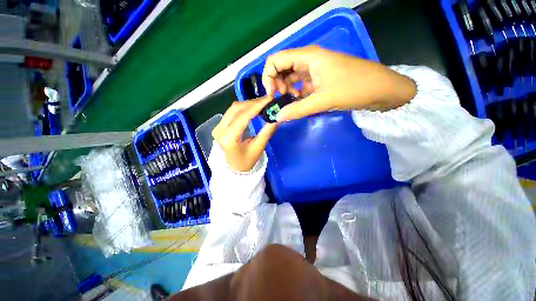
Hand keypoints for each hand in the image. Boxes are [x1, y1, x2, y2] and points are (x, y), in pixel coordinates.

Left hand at [212, 97, 277, 171]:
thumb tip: (277, 118)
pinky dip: (244, 109)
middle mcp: (220, 130)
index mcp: (228, 138)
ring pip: (233, 109)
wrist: (234, 169)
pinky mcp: (220, 126)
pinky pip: (232, 113)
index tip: (269, 99)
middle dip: (253, 103)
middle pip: (236, 109)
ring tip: (262, 104)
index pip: (243, 116)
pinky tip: (253, 109)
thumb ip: (266, 132)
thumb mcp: (258, 149)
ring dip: (248, 104)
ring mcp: (218, 127)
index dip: (257, 106)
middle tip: (267, 101)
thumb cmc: (246, 162)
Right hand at [262, 46, 416, 121]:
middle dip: (277, 84)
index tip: (271, 94)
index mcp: (308, 57)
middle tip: (282, 99)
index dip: (268, 76)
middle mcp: (308, 60)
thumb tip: (277, 117)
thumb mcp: (323, 100)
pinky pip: (301, 85)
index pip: (276, 60)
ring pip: (291, 77)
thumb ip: (298, 109)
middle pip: (282, 68)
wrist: (382, 90)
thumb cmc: (354, 88)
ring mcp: (314, 70)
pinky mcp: (319, 80)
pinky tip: (300, 102)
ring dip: (287, 90)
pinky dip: (296, 94)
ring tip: (293, 102)